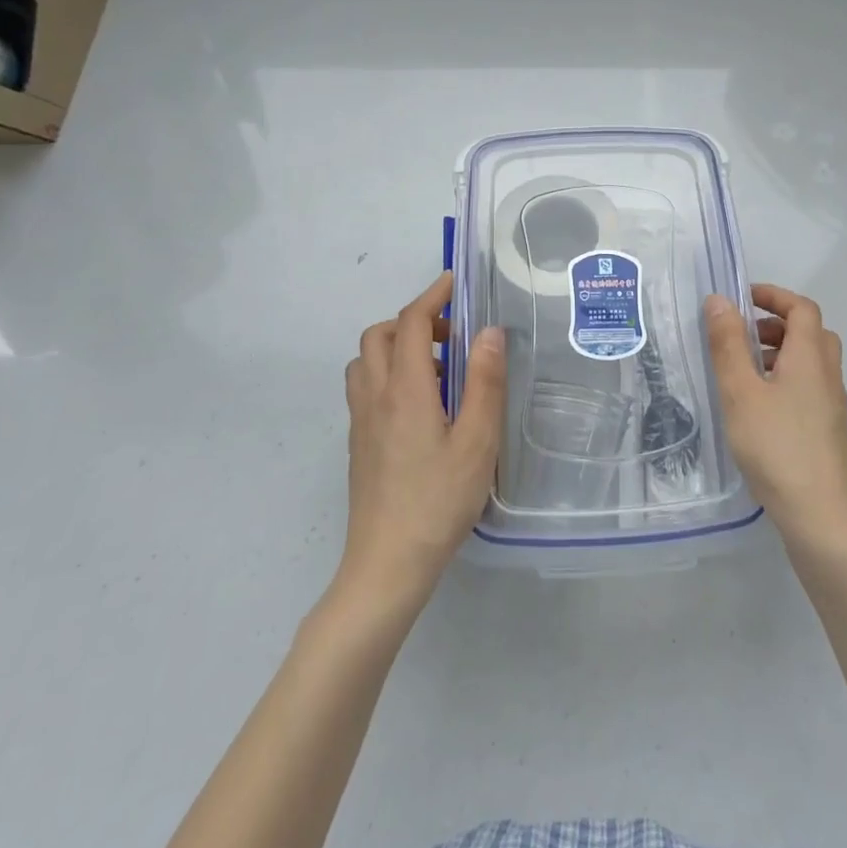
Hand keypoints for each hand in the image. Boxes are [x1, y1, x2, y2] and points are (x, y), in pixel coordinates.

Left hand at [339, 273, 504, 607]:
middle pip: (379, 335)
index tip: (453, 282)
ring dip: (396, 347)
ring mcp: (361, 421)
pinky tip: (420, 407)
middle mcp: (375, 396)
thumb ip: (484, 382)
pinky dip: (388, 374)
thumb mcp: (477, 441)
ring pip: (366, 362)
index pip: (411, 323)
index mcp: (405, 390)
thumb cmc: (439, 501)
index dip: (431, 296)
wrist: (386, 565)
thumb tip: (489, 331)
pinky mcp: (357, 444)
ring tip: (437, 370)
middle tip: (452, 336)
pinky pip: (365, 388)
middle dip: (413, 321)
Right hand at [704, 284, 846, 550]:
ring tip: (743, 373)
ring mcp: (832, 405)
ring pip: (811, 362)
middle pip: (811, 332)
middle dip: (776, 324)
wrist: (820, 517)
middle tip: (742, 336)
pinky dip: (785, 379)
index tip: (742, 298)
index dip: (774, 296)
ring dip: (780, 353)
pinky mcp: (829, 431)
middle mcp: (828, 375)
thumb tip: (720, 300)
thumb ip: (728, 344)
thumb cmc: (776, 446)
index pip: (802, 308)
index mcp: (810, 357)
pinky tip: (759, 408)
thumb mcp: (740, 392)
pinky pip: (809, 387)